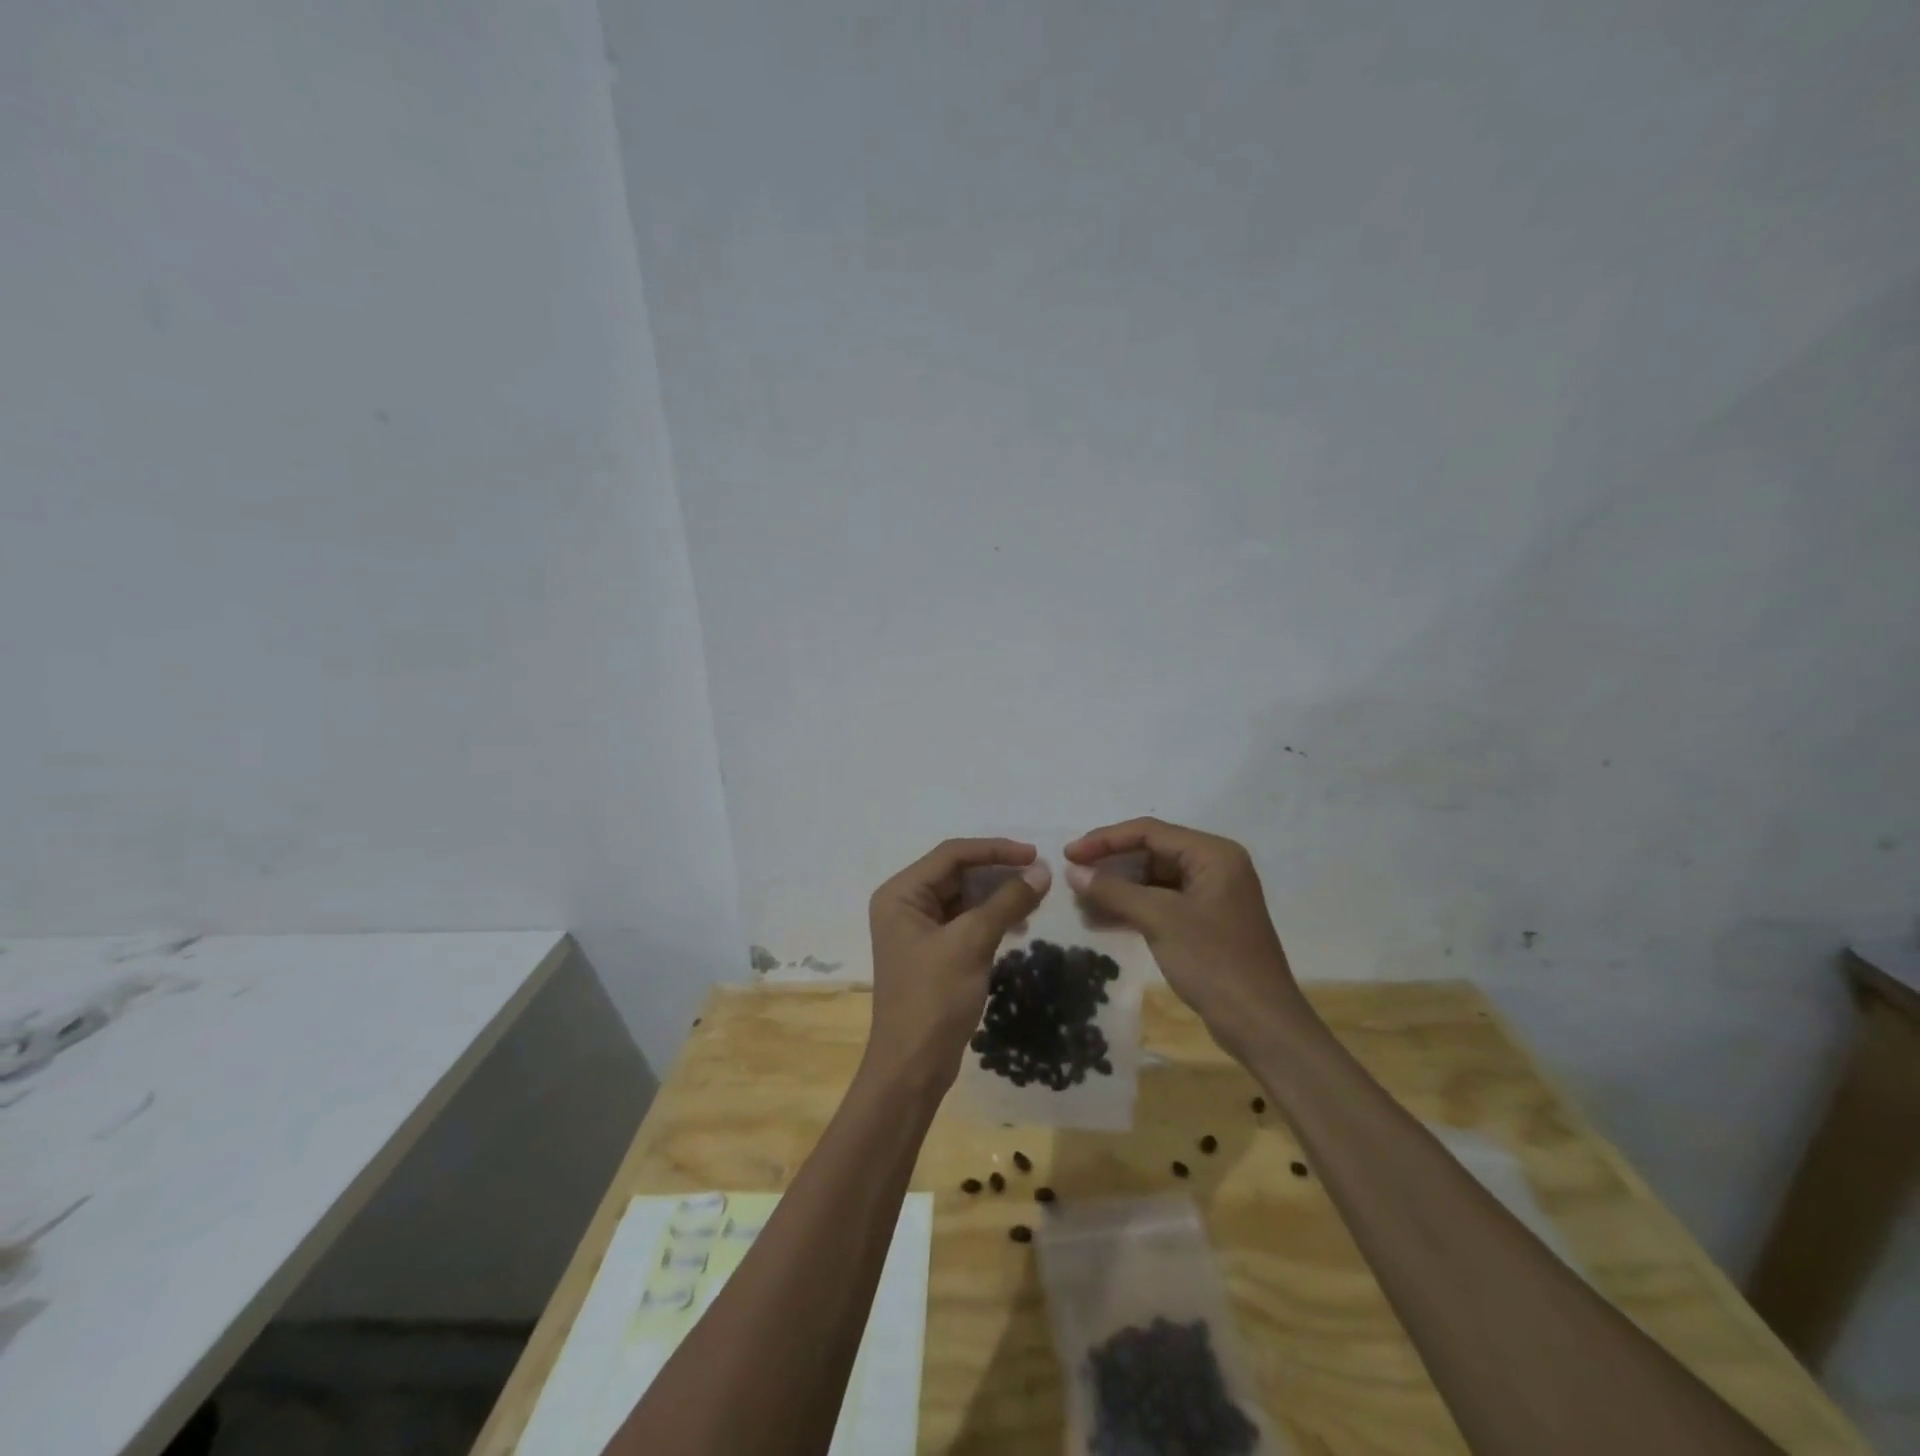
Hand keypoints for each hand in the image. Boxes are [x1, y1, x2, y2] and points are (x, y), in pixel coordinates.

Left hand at [865, 838, 1050, 1092]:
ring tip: (1035, 897)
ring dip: (998, 894)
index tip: (1035, 855)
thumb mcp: (972, 943)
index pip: (952, 854)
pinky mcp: (934, 950)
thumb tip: (1043, 871)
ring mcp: (918, 928)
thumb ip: (1007, 901)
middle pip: (957, 872)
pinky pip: (966, 920)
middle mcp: (905, 903)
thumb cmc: (934, 998)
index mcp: (901, 893)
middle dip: (998, 871)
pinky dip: (992, 916)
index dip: (995, 850)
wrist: (913, 1067)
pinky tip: (1019, 922)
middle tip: (1040, 874)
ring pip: (965, 896)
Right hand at [1063, 818, 1309, 1057]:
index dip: (1105, 840)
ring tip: (1080, 902)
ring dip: (1117, 890)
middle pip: (1150, 852)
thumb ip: (1114, 890)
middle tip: (1072, 878)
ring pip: (1152, 880)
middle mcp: (1214, 866)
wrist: (1260, 1024)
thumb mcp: (1159, 920)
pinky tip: (1100, 920)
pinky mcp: (1204, 922)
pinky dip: (1132, 909)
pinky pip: (1160, 903)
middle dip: (1110, 866)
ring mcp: (1210, 896)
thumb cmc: (1213, 961)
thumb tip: (1073, 871)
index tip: (1069, 855)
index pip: (1149, 832)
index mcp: (1213, 854)